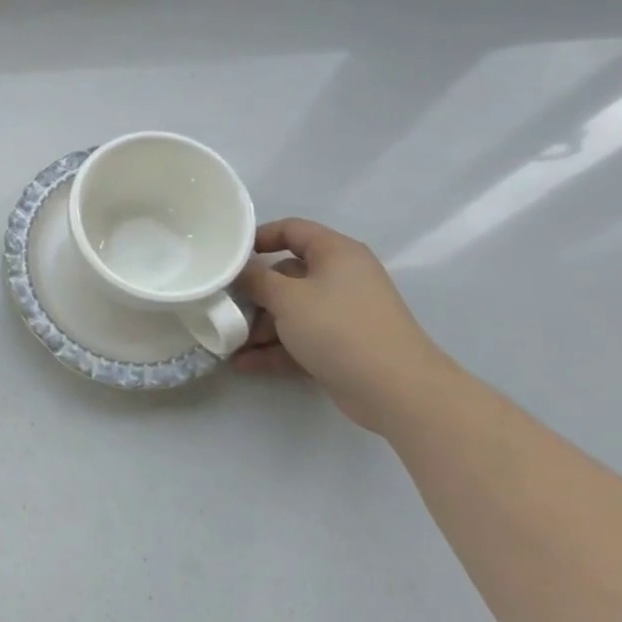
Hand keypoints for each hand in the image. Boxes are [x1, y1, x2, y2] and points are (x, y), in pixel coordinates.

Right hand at [235, 218, 450, 435]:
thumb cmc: (339, 328)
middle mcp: (341, 278)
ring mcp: (343, 315)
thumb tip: (239, 270)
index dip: (259, 237)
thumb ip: (256, 279)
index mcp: (336, 253)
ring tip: (229, 342)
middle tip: (223, 305)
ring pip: (292, 312)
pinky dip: (275, 349)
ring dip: (260, 326)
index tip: (229, 255)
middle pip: (287, 275)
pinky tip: (243, 363)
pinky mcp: (342, 348)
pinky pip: (300, 340)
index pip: (293, 230)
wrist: (397, 392)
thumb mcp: (287, 298)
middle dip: (254, 294)